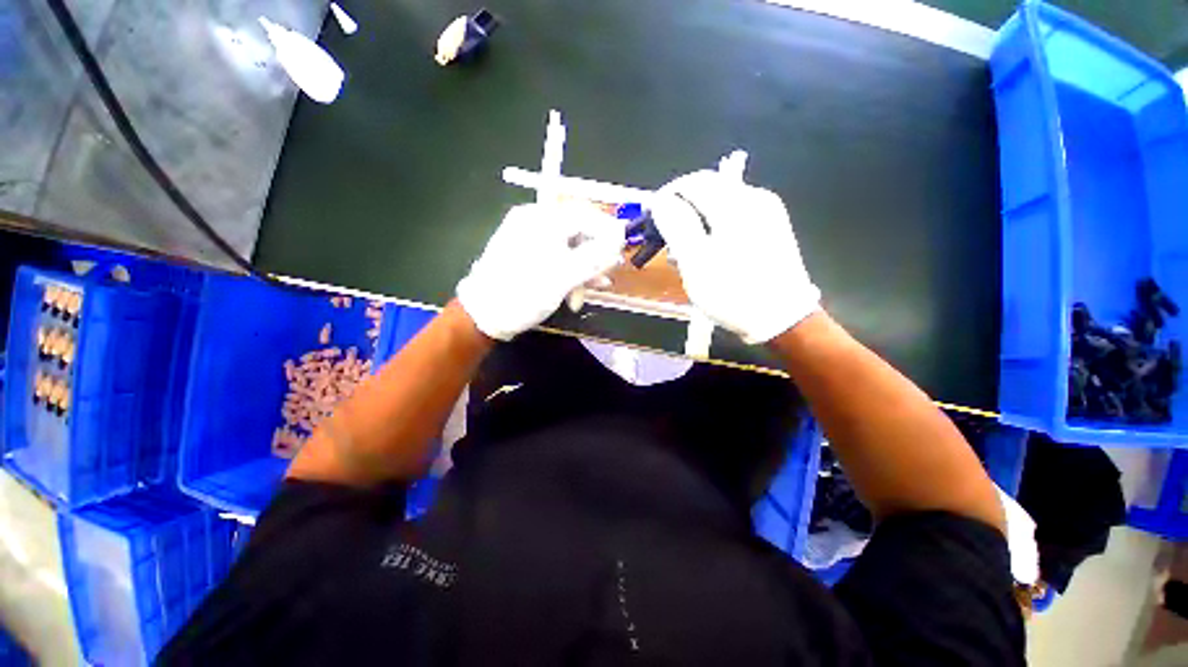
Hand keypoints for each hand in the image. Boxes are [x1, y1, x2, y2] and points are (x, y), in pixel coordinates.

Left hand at [457, 203, 622, 340]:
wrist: (483, 316)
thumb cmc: (523, 293)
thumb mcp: (564, 276)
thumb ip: (595, 255)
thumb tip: (621, 236)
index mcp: (541, 220)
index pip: (585, 216)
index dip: (608, 232)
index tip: (623, 251)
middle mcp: (535, 223)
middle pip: (579, 233)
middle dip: (595, 257)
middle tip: (608, 275)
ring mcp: (531, 239)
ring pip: (570, 249)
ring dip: (585, 270)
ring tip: (595, 289)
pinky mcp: (529, 256)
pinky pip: (558, 259)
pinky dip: (571, 273)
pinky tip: (580, 291)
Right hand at [651, 169, 819, 343]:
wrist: (782, 319)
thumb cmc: (733, 292)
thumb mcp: (696, 261)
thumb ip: (676, 225)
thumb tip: (661, 201)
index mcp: (735, 203)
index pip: (691, 182)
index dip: (666, 197)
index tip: (651, 220)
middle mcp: (754, 198)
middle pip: (707, 191)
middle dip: (681, 211)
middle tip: (666, 240)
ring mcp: (767, 212)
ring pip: (719, 205)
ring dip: (696, 223)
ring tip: (683, 254)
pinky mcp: (771, 227)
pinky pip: (733, 217)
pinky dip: (713, 229)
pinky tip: (707, 253)